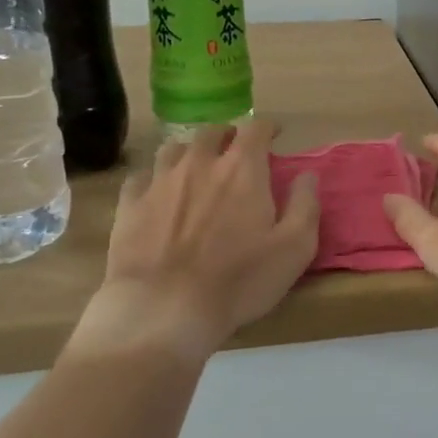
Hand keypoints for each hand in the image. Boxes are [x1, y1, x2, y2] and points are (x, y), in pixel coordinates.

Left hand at [66, 120, 320, 364]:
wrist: (164, 309)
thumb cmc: (239, 280)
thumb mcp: (295, 248)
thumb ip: (305, 205)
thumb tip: (308, 175)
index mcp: (242, 169)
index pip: (256, 129)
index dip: (268, 128)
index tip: (275, 135)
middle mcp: (199, 163)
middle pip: (212, 132)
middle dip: (228, 136)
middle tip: (236, 151)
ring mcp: (159, 182)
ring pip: (174, 148)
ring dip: (191, 152)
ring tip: (197, 168)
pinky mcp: (129, 205)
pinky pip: (140, 177)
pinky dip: (154, 178)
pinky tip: (158, 194)